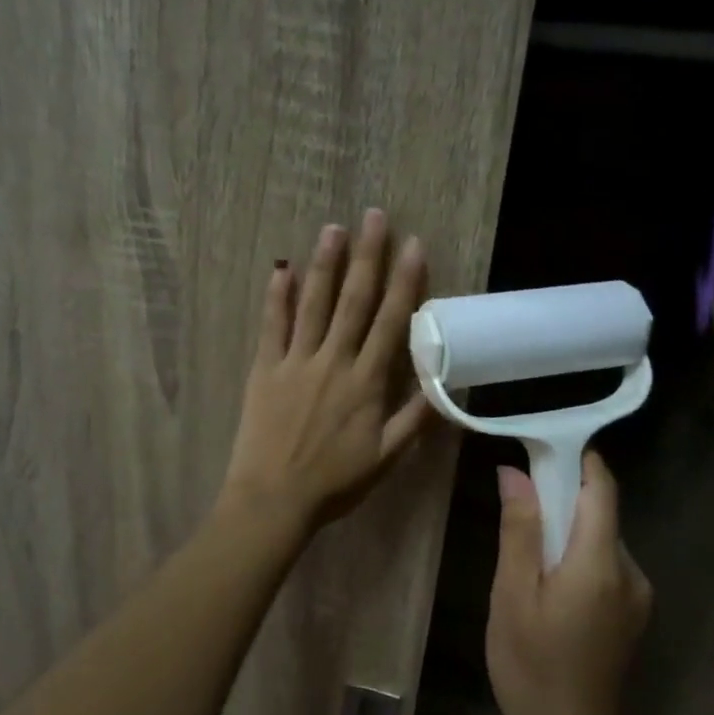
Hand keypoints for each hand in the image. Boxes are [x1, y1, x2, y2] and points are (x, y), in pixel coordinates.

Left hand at [220, 210, 433, 530]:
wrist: (274, 498)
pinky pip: (272, 326)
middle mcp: (334, 361)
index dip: (405, 281)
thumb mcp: (386, 458)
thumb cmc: (334, 482)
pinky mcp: (266, 369)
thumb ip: (416, 420)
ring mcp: (296, 362)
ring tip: (333, 228)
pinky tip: (280, 268)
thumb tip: (447, 387)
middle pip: (354, 300)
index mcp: (367, 381)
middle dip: (367, 256)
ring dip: (325, 264)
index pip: (392, 321)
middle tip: (374, 216)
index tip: (413, 244)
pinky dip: (276, 297)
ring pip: (313, 303)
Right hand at [486, 452, 651, 714]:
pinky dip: (576, 558)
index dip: (576, 461)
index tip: (540, 450)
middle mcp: (630, 571)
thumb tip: (515, 473)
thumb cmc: (532, 666)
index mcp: (600, 563)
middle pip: (600, 512)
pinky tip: (547, 588)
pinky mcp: (633, 613)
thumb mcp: (512, 595)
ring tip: (525, 562)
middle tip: (515, 515)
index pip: (601, 488)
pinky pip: (605, 565)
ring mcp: (638, 595)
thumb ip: (520, 531)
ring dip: (566, 533)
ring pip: (600, 539)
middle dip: (561, 501)